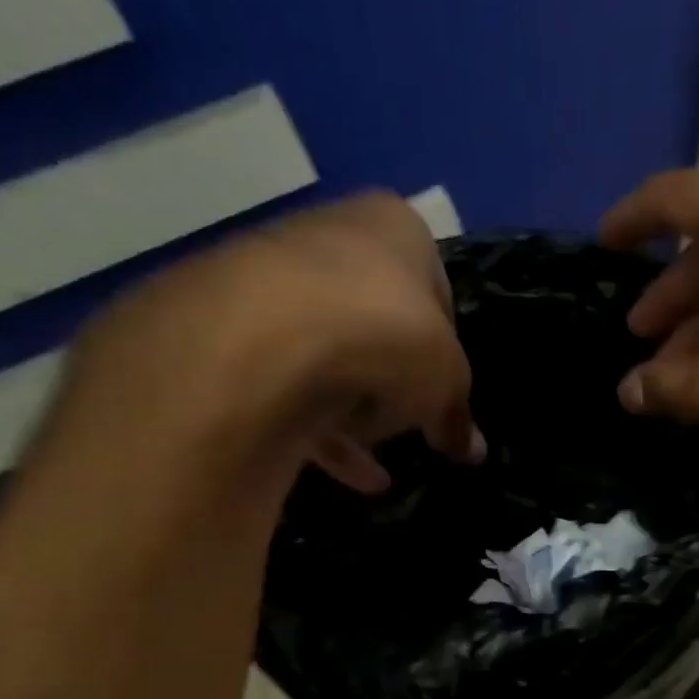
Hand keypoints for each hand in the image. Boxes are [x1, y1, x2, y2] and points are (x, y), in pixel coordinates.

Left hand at [56, 193, 481, 492]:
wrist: (267, 337)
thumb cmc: (387, 336)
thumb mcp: (447, 382)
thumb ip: (457, 415)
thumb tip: (472, 451)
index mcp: (396, 228)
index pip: (436, 292)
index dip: (445, 351)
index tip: (445, 395)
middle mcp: (332, 234)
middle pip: (377, 323)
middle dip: (394, 382)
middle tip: (408, 422)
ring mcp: (272, 274)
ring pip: (329, 355)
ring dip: (356, 413)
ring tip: (374, 461)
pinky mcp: (227, 322)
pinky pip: (286, 380)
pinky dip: (318, 426)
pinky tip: (346, 471)